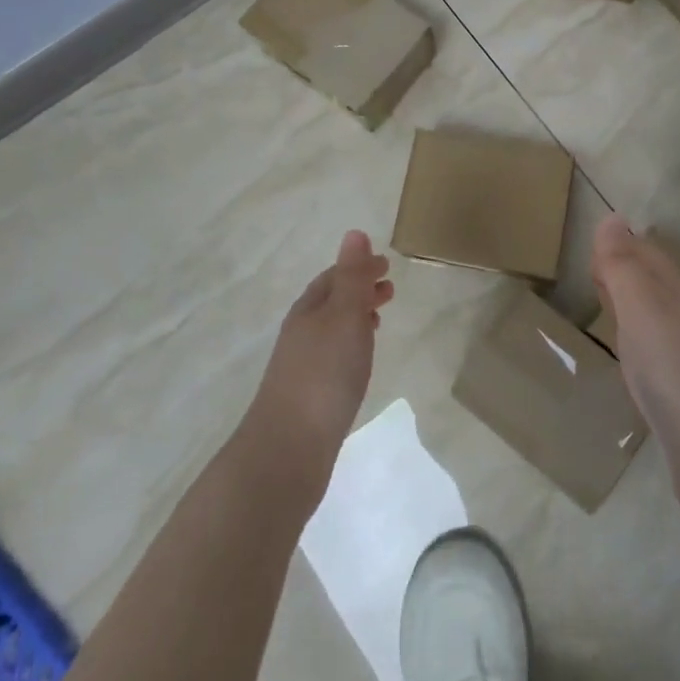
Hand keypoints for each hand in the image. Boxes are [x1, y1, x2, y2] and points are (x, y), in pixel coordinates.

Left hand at [248, 231, 393, 463]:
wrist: (289, 448)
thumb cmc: (324, 374)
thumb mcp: (344, 316)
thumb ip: (352, 276)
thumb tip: (354, 232)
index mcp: (309, 309)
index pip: (335, 276)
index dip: (359, 267)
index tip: (387, 264)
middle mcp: (302, 331)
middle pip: (331, 300)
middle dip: (359, 289)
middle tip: (390, 289)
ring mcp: (302, 364)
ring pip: (332, 329)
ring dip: (356, 317)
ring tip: (380, 320)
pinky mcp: (308, 394)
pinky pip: (333, 354)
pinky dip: (351, 344)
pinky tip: (360, 361)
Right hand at [591, 215, 679, 467]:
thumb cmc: (671, 367)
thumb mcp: (640, 306)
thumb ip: (623, 265)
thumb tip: (612, 217)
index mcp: (676, 294)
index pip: (649, 256)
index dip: (622, 246)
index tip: (592, 246)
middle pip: (654, 284)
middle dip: (627, 270)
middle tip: (593, 269)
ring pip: (655, 317)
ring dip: (631, 305)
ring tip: (605, 304)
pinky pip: (655, 351)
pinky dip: (636, 340)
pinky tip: (629, 356)